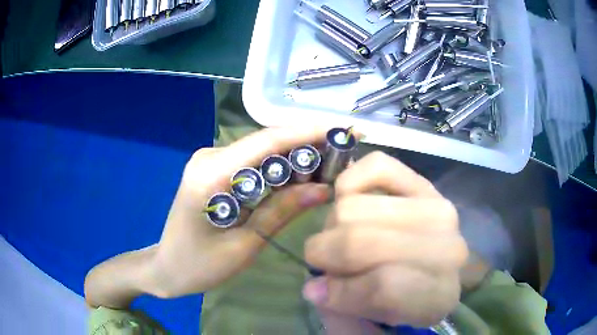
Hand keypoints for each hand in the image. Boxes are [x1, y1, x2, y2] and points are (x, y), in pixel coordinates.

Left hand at [145, 127, 331, 297]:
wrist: (167, 267)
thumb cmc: (199, 266)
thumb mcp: (244, 245)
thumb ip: (281, 212)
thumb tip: (323, 189)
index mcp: (211, 175)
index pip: (267, 142)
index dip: (308, 132)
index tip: (343, 130)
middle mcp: (209, 157)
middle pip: (266, 142)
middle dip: (307, 144)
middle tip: (343, 154)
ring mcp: (209, 160)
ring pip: (261, 150)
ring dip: (295, 155)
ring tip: (330, 165)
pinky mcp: (213, 168)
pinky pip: (252, 162)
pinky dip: (278, 167)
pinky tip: (301, 175)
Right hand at [303, 152, 468, 327]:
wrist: (428, 265)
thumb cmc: (399, 299)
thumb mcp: (373, 319)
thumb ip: (343, 310)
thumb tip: (314, 288)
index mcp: (440, 296)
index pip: (384, 285)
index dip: (341, 292)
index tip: (318, 293)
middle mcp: (449, 249)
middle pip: (363, 242)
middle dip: (327, 254)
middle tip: (325, 263)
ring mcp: (438, 207)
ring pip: (354, 208)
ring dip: (333, 227)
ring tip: (342, 238)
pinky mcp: (423, 180)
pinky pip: (375, 167)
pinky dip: (348, 184)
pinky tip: (348, 201)